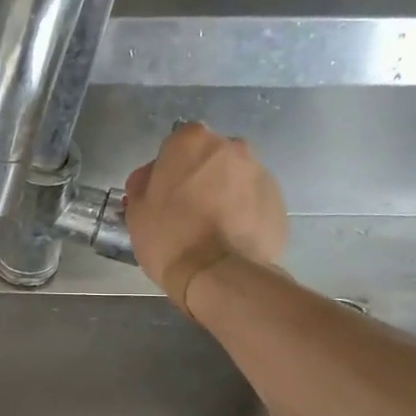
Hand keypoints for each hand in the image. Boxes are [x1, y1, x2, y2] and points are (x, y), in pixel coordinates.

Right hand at [125, 123, 288, 307]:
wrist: (219, 274)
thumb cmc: (169, 236)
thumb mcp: (137, 209)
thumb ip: (143, 182)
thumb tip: (151, 176)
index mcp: (193, 141)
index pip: (176, 144)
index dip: (169, 169)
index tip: (164, 193)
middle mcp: (232, 146)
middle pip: (210, 158)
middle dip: (200, 176)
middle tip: (187, 210)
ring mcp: (260, 172)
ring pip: (235, 178)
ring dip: (224, 193)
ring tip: (212, 228)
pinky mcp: (278, 200)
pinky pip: (253, 200)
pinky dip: (243, 212)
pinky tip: (230, 238)